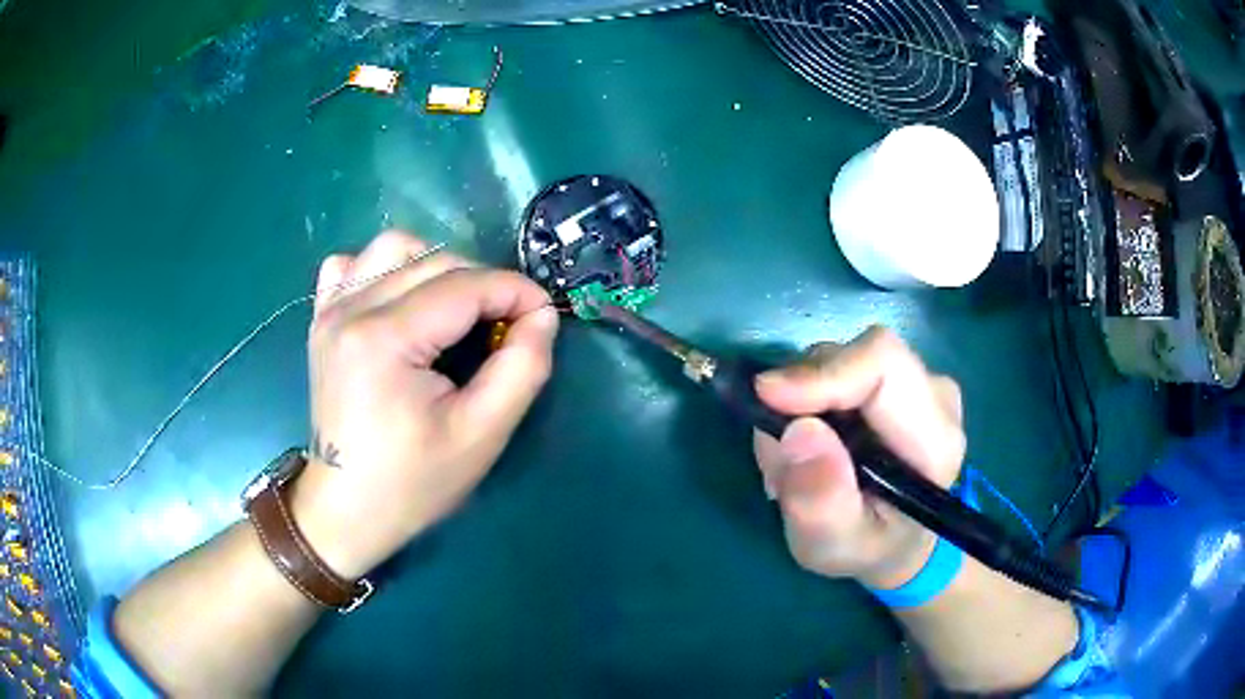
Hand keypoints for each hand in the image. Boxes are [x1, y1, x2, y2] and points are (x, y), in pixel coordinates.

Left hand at [290, 232, 559, 578]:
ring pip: (394, 248)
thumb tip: (541, 315)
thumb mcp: (482, 435)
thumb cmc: (413, 483)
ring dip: (436, 266)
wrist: (345, 510)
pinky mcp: (321, 320)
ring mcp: (330, 311)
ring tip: (455, 309)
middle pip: (434, 261)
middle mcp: (351, 310)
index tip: (544, 315)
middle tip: (508, 325)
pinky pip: (352, 265)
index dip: (516, 292)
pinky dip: (384, 269)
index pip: (465, 285)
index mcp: (385, 339)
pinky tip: (399, 301)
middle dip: (485, 283)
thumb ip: (523, 367)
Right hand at [753, 327, 965, 589]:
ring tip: (792, 463)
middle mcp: (934, 395)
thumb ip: (820, 503)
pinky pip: (838, 368)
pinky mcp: (895, 378)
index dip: (823, 372)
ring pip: (841, 359)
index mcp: (935, 438)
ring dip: (800, 403)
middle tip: (776, 457)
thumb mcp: (836, 547)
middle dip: (801, 396)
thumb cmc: (871, 549)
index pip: (884, 364)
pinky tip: (808, 445)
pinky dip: (808, 400)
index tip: (767, 398)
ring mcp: (917, 381)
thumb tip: (797, 431)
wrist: (898, 541)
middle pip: (855, 356)